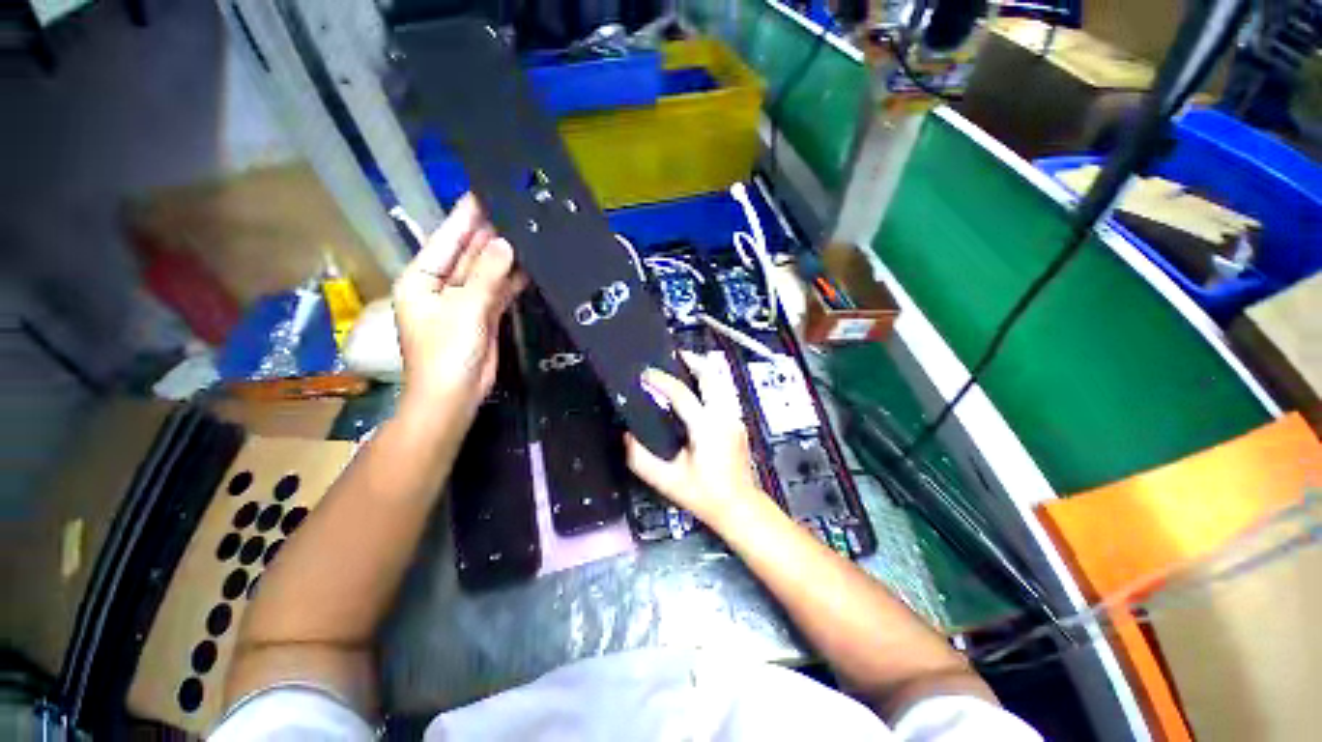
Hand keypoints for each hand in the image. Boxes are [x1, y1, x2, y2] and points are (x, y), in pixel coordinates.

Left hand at [393, 195, 524, 415]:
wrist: (455, 395)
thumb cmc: (446, 353)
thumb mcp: (465, 309)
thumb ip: (486, 275)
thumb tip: (506, 244)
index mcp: (422, 278)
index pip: (446, 239)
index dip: (465, 217)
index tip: (484, 192)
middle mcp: (441, 285)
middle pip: (468, 253)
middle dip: (489, 234)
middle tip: (515, 210)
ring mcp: (464, 301)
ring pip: (486, 271)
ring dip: (504, 257)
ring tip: (527, 233)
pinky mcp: (484, 315)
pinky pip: (498, 290)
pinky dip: (512, 280)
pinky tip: (528, 265)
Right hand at [624, 354, 764, 529]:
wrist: (739, 507)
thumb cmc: (704, 494)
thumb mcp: (667, 480)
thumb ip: (640, 458)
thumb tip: (627, 435)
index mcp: (706, 427)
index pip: (681, 393)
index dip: (661, 381)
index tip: (644, 375)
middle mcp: (724, 416)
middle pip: (711, 376)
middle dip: (693, 361)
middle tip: (674, 355)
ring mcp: (734, 418)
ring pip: (721, 382)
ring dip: (703, 370)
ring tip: (685, 365)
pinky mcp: (738, 423)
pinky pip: (724, 393)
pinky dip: (710, 383)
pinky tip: (698, 389)